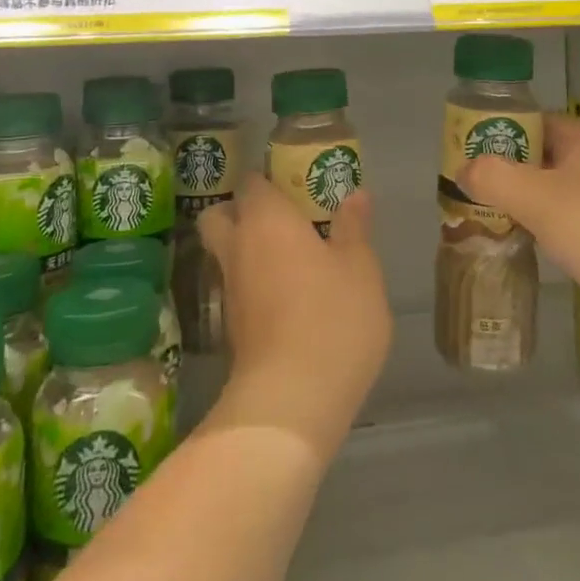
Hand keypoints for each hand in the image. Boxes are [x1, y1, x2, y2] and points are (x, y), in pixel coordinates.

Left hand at [199, 176, 390, 461]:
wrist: (291, 400)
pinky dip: (252, 285)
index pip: (251, 182)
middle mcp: (238, 247)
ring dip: (246, 251)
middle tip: (278, 218)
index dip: (267, 180)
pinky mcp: (230, 328)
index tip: (292, 185)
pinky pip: (236, 289)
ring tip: (288, 259)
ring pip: (226, 254)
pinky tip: (285, 298)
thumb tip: (355, 194)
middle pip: (219, 215)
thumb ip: (354, 228)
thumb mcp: (360, 268)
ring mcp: (229, 289)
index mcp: (266, 219)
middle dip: (238, 211)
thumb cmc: (332, 318)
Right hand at [458, 114, 579, 355]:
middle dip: (502, 172)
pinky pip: (566, 222)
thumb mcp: (537, 198)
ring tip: (482, 218)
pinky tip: (521, 245)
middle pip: (538, 157)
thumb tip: (463, 170)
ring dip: (520, 203)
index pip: (529, 121)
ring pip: (551, 192)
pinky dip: (542, 229)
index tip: (462, 153)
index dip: (494, 132)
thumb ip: (493, 177)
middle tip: (465, 190)